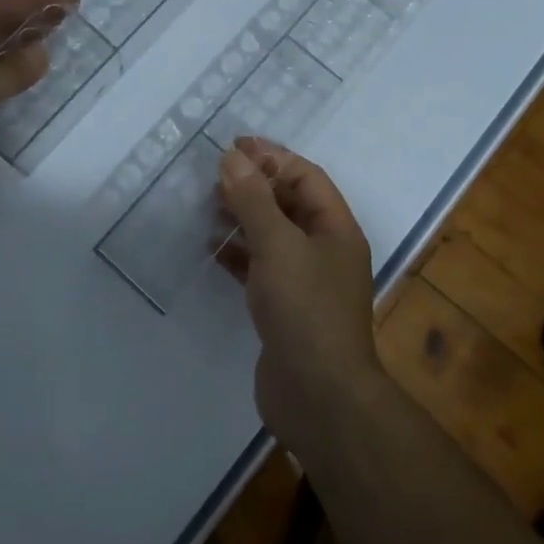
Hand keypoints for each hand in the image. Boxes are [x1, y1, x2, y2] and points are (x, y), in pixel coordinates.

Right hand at [217, 138, 385, 454]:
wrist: (319, 397)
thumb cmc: (305, 310)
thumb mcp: (278, 245)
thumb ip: (254, 200)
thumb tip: (233, 157)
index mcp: (336, 229)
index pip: (306, 178)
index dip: (273, 158)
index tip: (234, 147)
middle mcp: (325, 250)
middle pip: (289, 204)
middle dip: (255, 186)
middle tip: (214, 176)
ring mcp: (306, 282)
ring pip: (273, 236)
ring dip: (244, 218)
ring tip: (208, 207)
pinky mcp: (285, 309)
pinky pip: (260, 269)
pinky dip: (238, 255)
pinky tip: (212, 250)